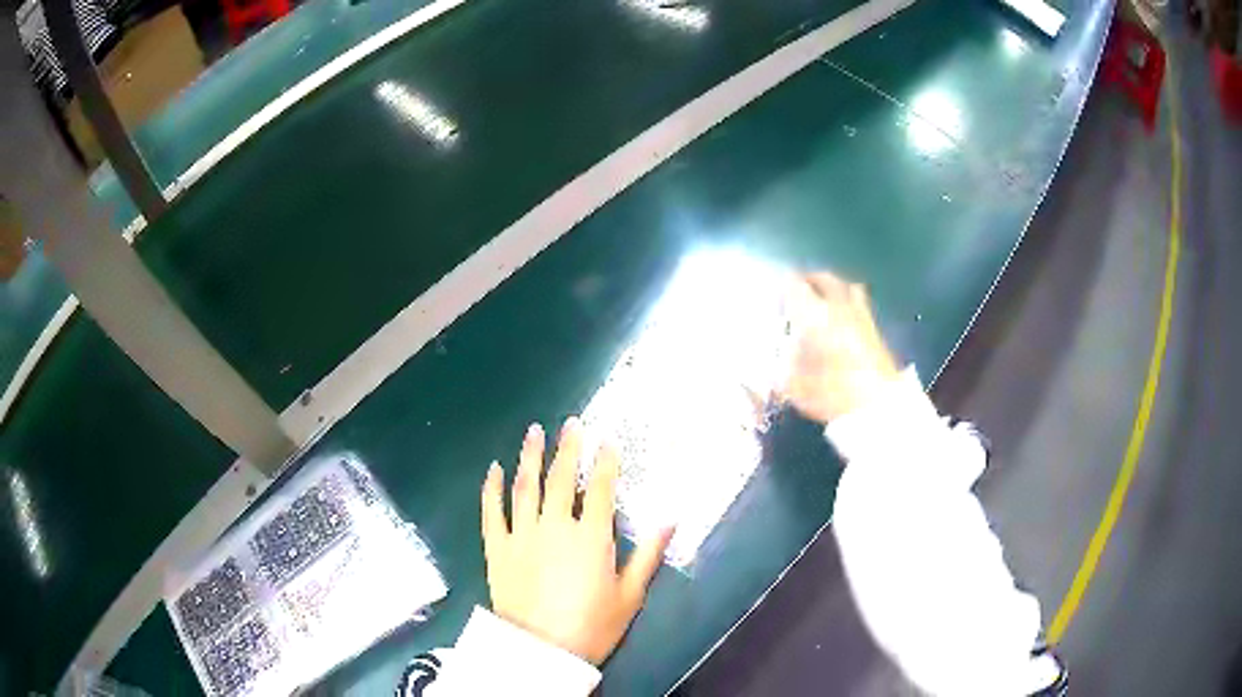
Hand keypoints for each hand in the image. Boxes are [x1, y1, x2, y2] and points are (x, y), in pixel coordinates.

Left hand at [480, 418, 672, 664]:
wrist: (541, 651)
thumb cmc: (592, 626)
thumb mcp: (630, 595)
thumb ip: (649, 555)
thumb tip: (671, 519)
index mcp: (590, 537)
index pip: (600, 489)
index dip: (605, 462)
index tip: (607, 440)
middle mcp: (555, 526)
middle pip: (561, 478)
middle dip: (568, 448)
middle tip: (571, 423)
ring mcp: (521, 534)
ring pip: (525, 486)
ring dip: (530, 456)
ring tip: (534, 431)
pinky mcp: (496, 547)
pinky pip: (491, 511)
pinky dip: (492, 488)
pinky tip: (494, 469)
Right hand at [783, 273, 899, 423]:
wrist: (877, 405)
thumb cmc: (830, 394)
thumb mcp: (794, 384)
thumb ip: (785, 364)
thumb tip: (783, 352)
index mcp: (814, 314)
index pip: (794, 284)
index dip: (783, 287)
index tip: (776, 297)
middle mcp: (839, 306)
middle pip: (824, 278)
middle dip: (809, 280)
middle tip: (799, 290)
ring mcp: (861, 316)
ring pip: (847, 286)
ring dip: (834, 288)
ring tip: (825, 301)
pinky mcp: (876, 330)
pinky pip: (861, 305)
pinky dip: (849, 305)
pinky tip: (844, 320)